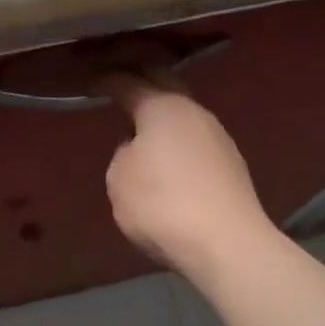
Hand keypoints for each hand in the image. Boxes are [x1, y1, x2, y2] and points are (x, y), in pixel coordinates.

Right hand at [100, 73, 273, 277]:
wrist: (228, 244)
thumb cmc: (162, 204)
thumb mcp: (120, 180)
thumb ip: (123, 155)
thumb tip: (139, 150)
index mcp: (162, 108)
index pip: (129, 84)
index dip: (108, 81)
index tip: (93, 83)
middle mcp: (194, 113)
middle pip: (165, 85)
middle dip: (143, 81)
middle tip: (122, 85)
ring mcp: (218, 137)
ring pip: (184, 114)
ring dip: (163, 114)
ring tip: (143, 124)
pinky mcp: (231, 165)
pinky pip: (195, 140)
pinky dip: (178, 140)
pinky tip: (169, 156)